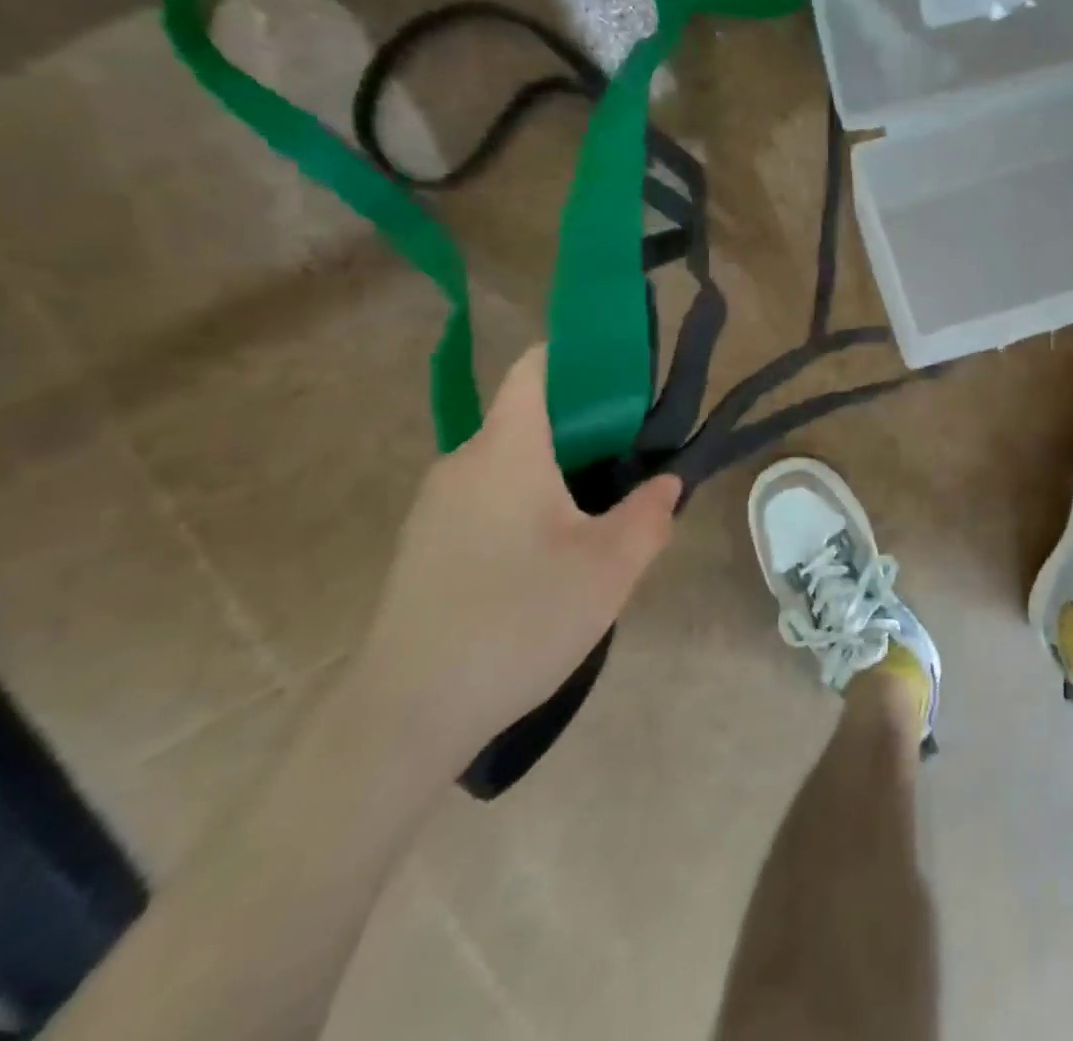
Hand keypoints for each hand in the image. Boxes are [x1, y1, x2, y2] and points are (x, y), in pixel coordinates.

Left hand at [349, 345, 679, 777]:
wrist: (406, 714)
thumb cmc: (519, 619)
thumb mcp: (610, 568)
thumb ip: (650, 514)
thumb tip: (666, 482)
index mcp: (507, 449)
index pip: (536, 369)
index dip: (579, 357)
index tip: (626, 379)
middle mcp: (464, 463)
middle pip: (528, 419)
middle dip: (585, 431)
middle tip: (632, 467)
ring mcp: (436, 506)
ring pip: (510, 465)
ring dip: (557, 475)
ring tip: (599, 519)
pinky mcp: (425, 546)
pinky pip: (487, 501)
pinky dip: (526, 506)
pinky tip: (549, 562)